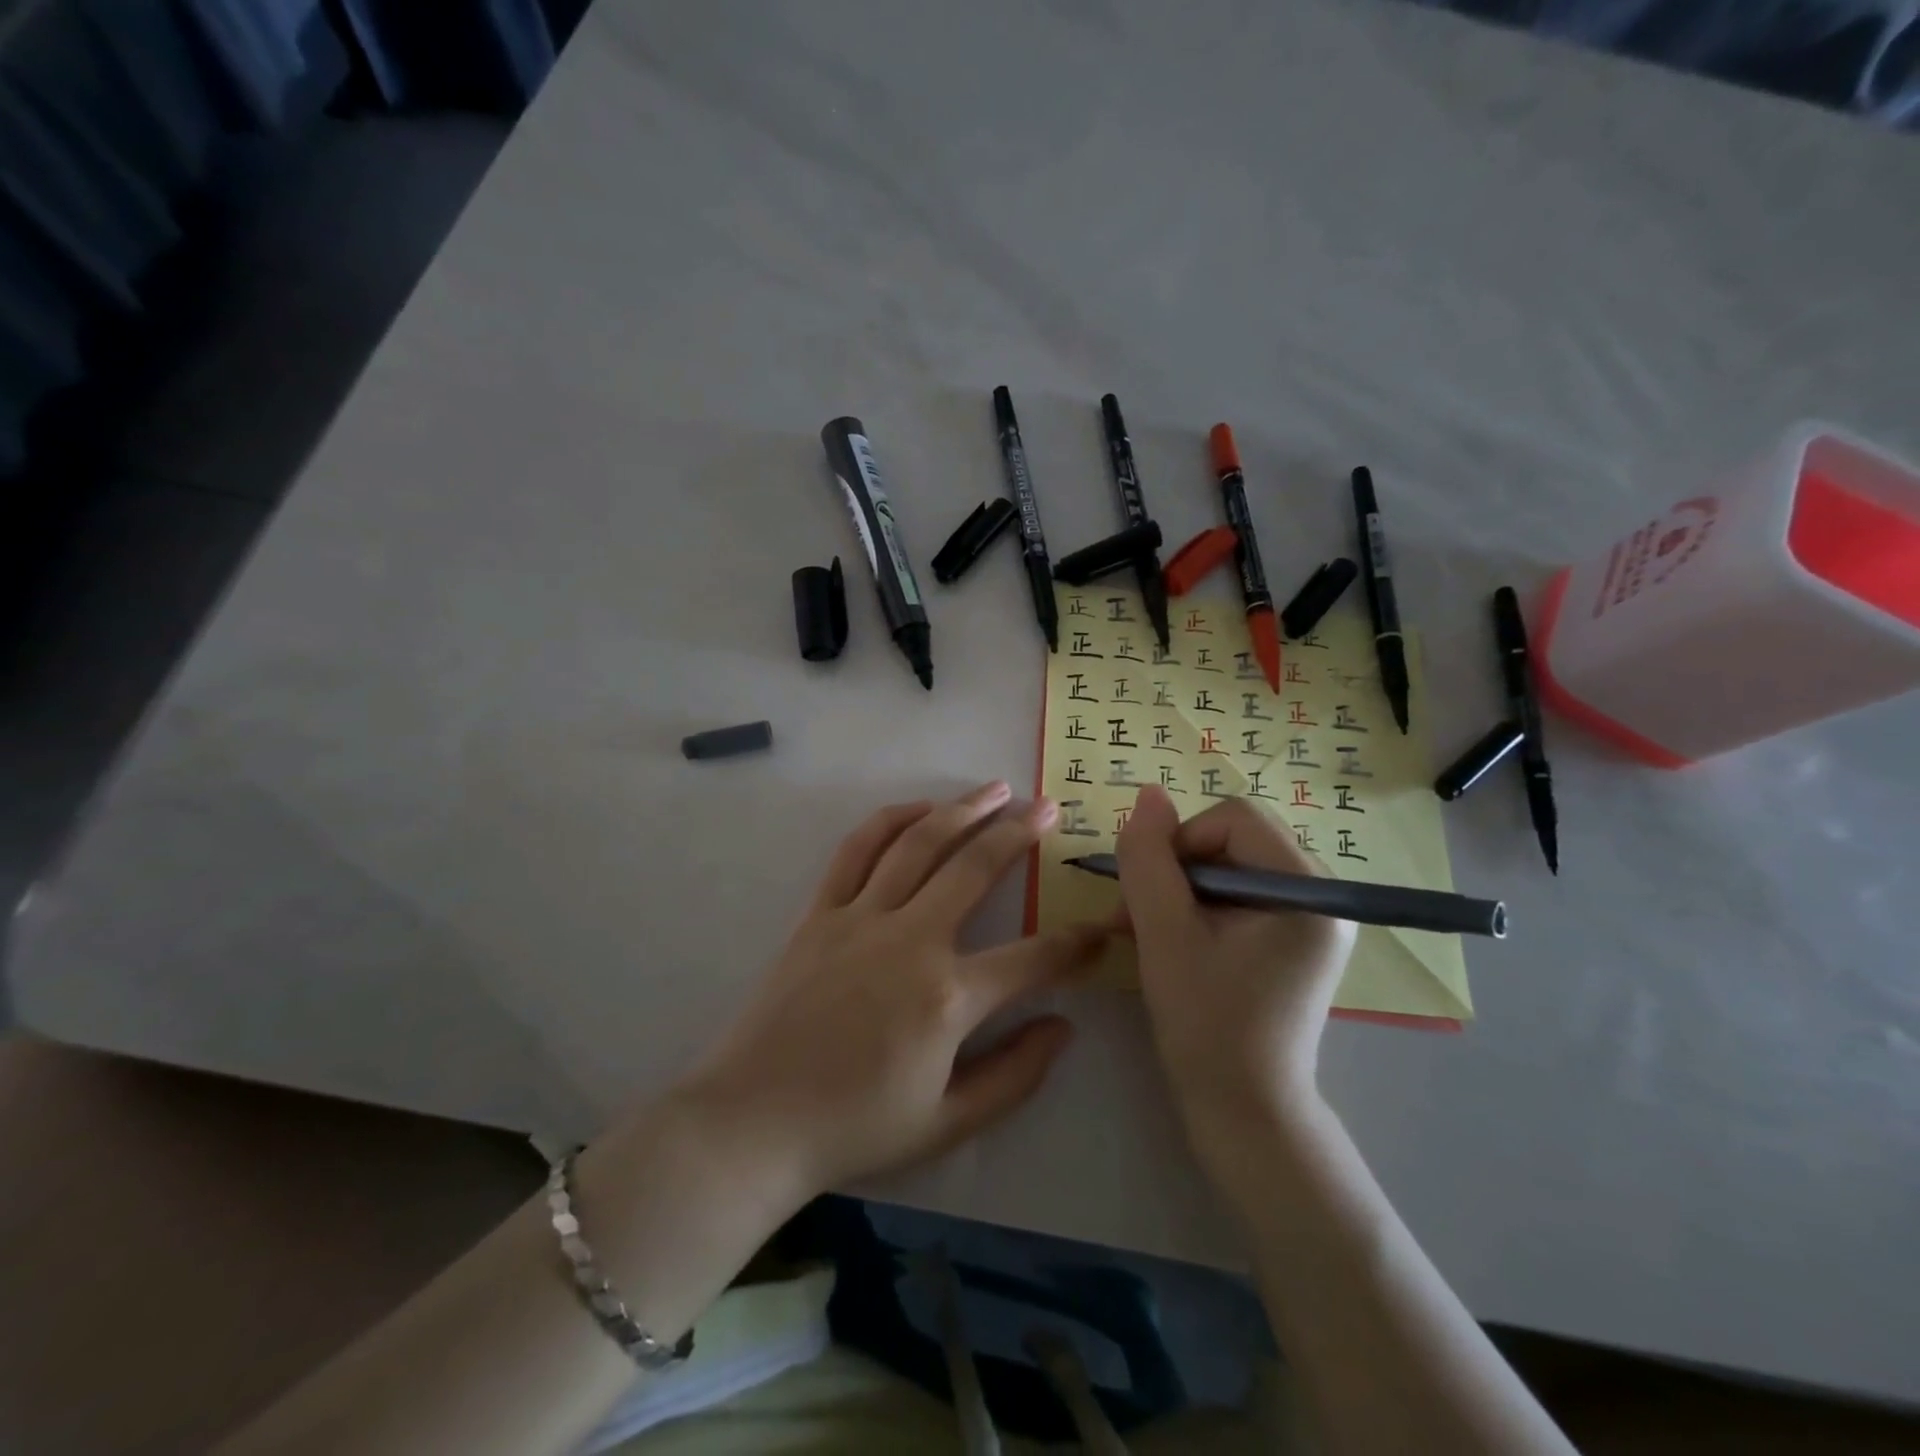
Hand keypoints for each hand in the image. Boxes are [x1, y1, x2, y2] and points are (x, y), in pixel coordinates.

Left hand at [682, 781, 1106, 1203]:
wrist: (752, 1122)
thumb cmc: (854, 1129)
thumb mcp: (948, 1124)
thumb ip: (1016, 1076)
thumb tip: (1064, 1028)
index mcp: (948, 998)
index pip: (1033, 959)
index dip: (1077, 943)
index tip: (1102, 927)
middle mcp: (910, 941)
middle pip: (975, 867)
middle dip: (1021, 833)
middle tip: (1050, 807)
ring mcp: (861, 918)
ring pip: (919, 843)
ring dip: (963, 809)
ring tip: (997, 789)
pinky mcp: (820, 913)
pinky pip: (857, 851)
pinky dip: (891, 820)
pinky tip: (920, 809)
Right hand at [1115, 785, 1355, 1147]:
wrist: (1243, 1112)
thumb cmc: (1205, 1023)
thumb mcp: (1164, 933)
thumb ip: (1149, 858)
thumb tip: (1147, 794)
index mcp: (1309, 890)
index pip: (1234, 818)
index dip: (1180, 842)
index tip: (1150, 894)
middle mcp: (1322, 895)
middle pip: (1233, 839)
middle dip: (1176, 869)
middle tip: (1137, 915)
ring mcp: (1311, 919)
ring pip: (1229, 866)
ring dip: (1179, 890)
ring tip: (1143, 931)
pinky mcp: (1294, 940)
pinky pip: (1238, 895)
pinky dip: (1197, 908)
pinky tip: (1168, 940)